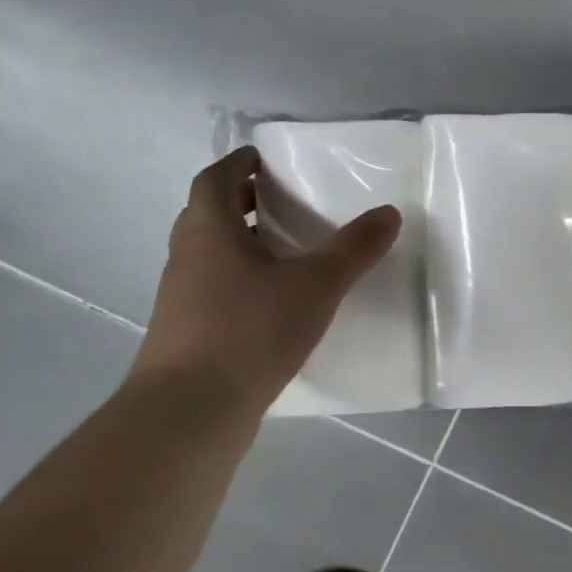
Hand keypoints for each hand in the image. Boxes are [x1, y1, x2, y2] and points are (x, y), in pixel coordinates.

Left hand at [129, 148, 400, 417]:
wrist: (191, 411)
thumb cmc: (250, 331)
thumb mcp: (316, 285)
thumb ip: (354, 248)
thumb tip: (390, 212)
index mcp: (209, 232)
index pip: (214, 181)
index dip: (237, 165)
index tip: (263, 160)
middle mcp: (187, 259)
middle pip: (207, 216)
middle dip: (240, 202)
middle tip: (280, 202)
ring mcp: (182, 300)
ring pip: (209, 256)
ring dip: (240, 244)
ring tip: (284, 252)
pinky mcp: (187, 335)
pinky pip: (213, 291)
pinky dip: (239, 283)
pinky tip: (273, 305)